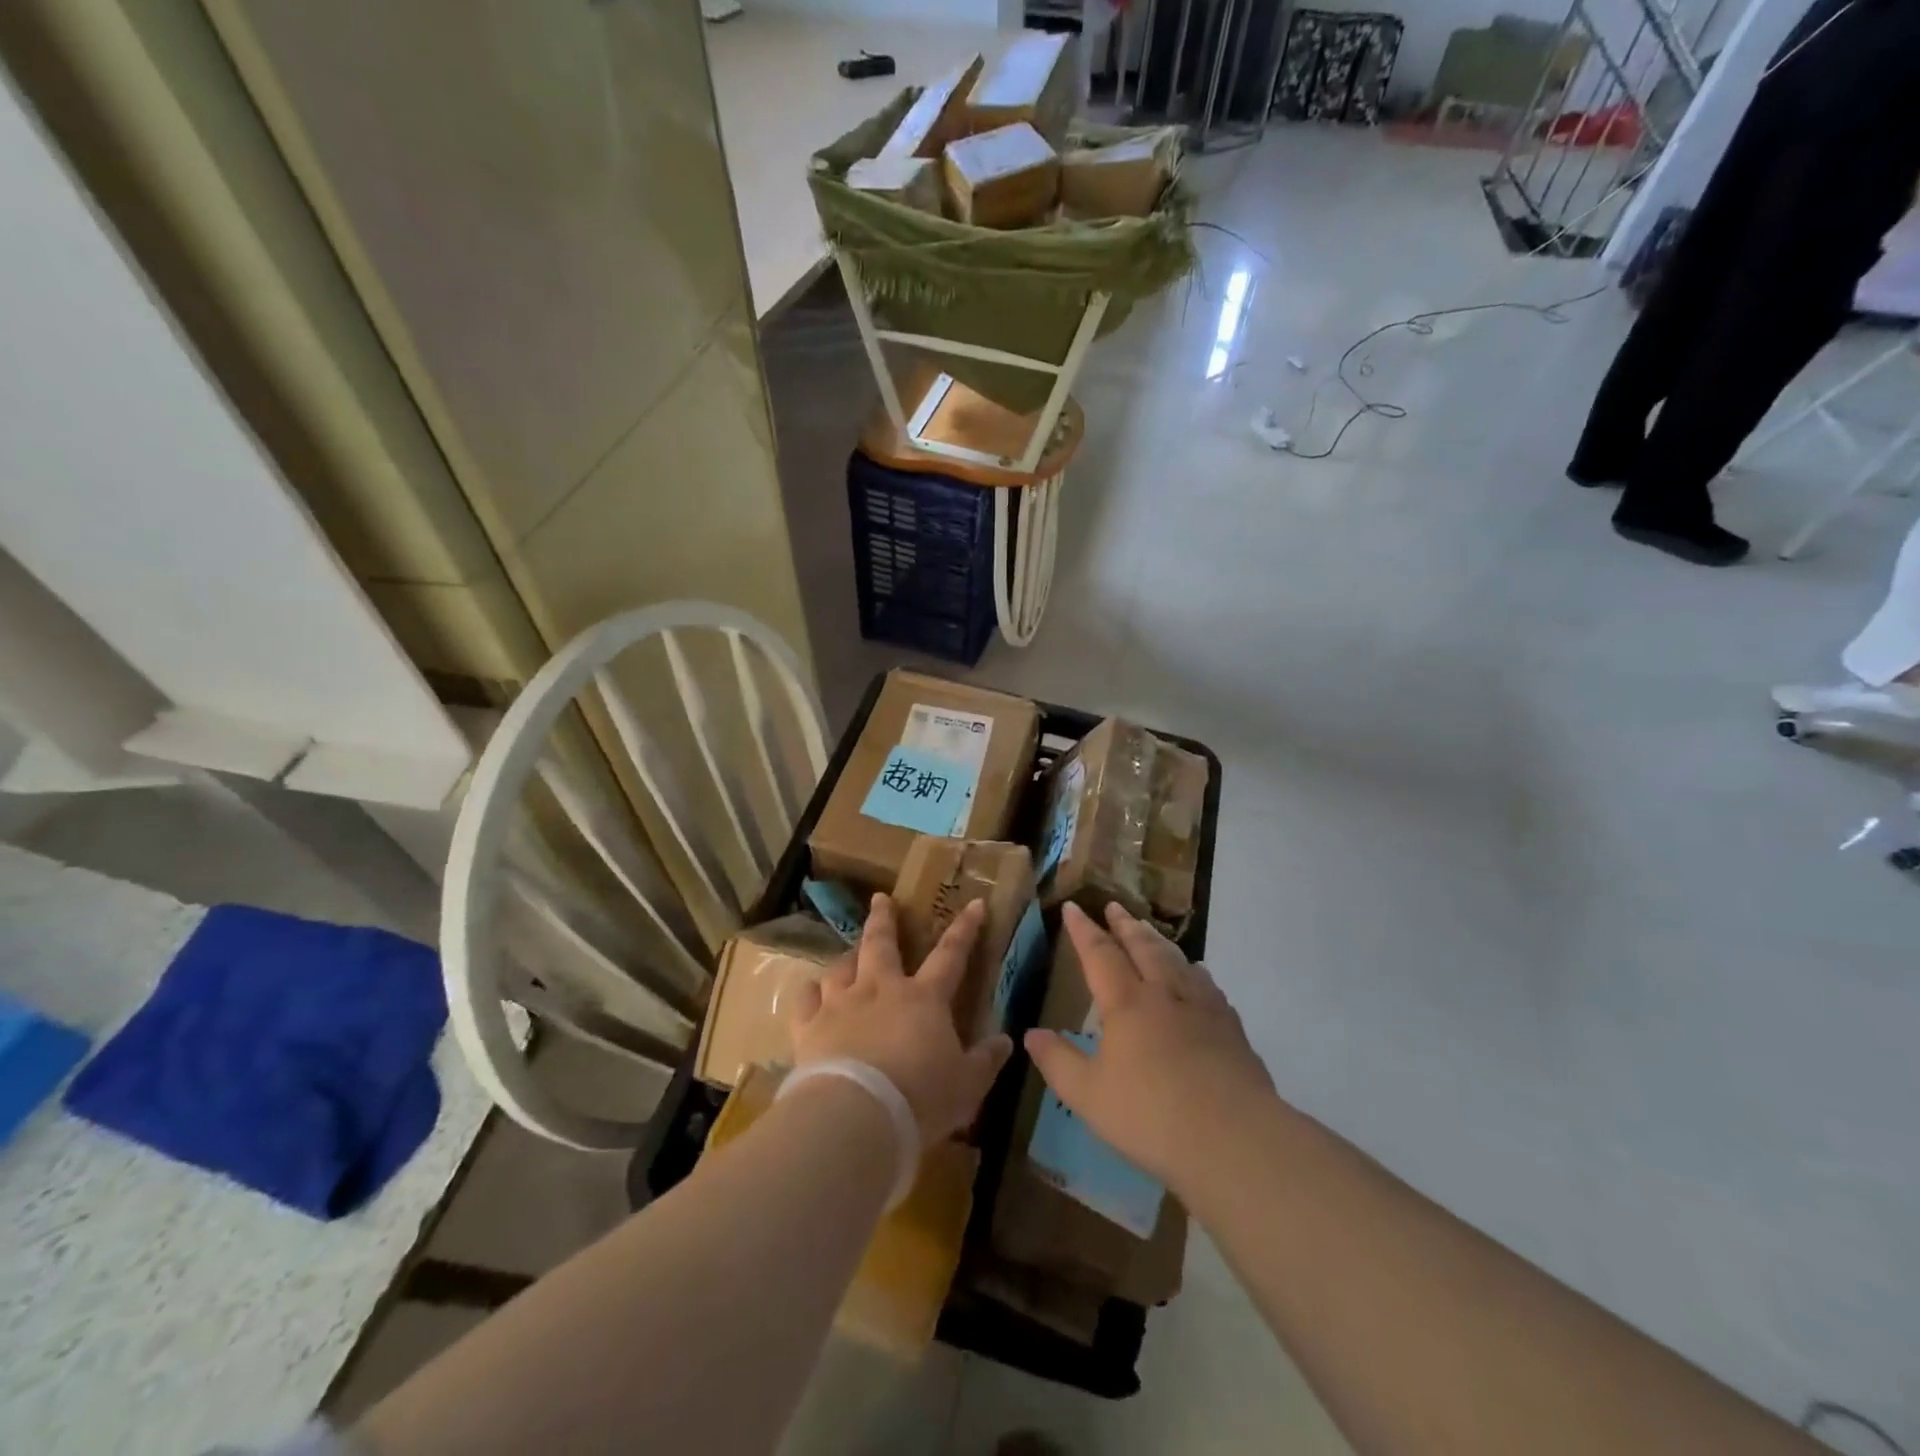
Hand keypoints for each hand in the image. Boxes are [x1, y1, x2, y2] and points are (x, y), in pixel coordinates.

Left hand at [789, 894, 1012, 1145]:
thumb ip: (985, 1060)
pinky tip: (811, 992)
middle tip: (881, 898)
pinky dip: (810, 992)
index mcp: (924, 999)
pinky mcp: (809, 1026)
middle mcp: (880, 989)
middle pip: (881, 943)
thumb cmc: (920, 1098)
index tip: (974, 904)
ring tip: (849, 954)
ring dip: (847, 957)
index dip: (965, 929)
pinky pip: (806, 998)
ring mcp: (841, 1004)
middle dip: (884, 918)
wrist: (856, 1116)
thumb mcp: (967, 1086)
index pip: (950, 955)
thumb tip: (1005, 1040)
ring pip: (841, 966)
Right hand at [1025, 902, 1274, 1189]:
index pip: (1100, 954)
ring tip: (1147, 929)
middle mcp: (1164, 993)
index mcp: (1126, 1003)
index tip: (1073, 906)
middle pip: (1142, 946)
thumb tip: (1031, 1033)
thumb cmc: (1151, 1116)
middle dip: (1124, 925)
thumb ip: (1058, 1061)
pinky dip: (1192, 969)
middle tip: (1113, 906)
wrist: (1234, 1138)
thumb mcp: (1088, 1095)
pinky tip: (1196, 973)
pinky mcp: (1230, 1027)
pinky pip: (1207, 984)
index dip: (1083, 929)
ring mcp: (1202, 1007)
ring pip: (1176, 959)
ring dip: (1157, 939)